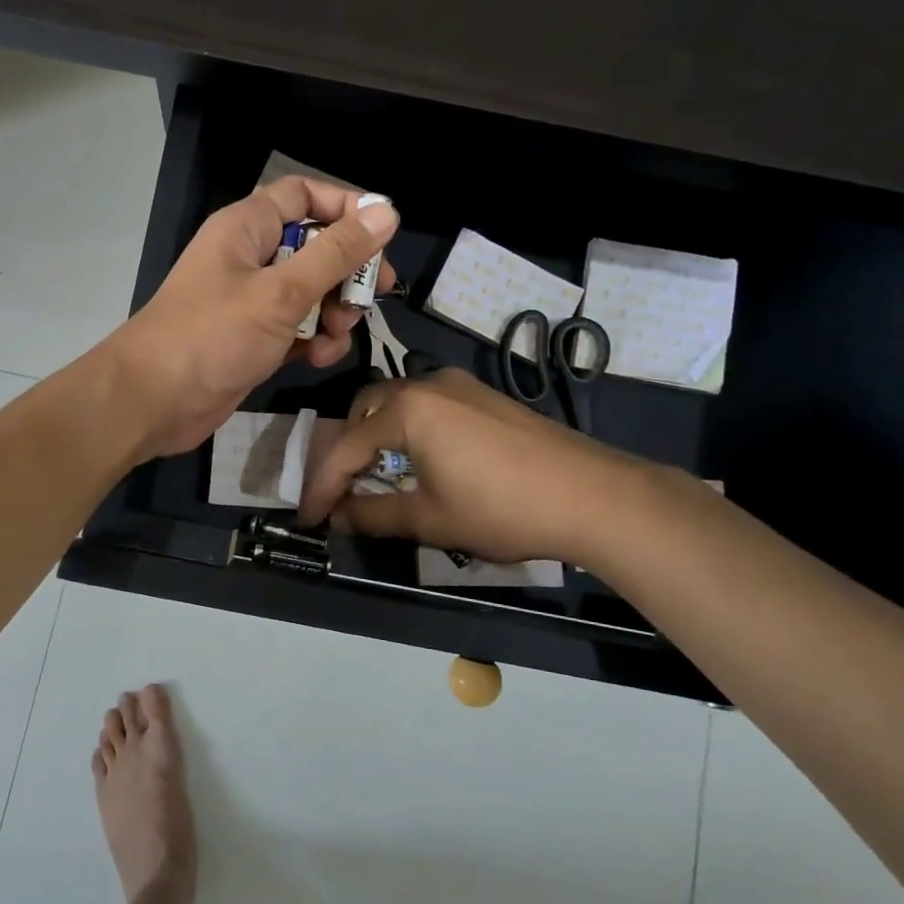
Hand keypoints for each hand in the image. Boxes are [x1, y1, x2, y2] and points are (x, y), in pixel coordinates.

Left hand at [102, 176, 399, 458]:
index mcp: (247, 228)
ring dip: (333, 313)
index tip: (382, 236)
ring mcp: (250, 301)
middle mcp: (249, 258)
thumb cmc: (213, 335)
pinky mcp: (253, 339)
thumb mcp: (281, 292)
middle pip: (315, 247)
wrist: (153, 401)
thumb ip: (336, 254)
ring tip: (336, 335)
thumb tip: (386, 212)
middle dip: (346, 273)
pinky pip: (297, 328)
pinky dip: (313, 340)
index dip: (345, 208)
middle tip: (372, 297)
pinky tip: (317, 358)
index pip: (304, 196)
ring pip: (311, 293)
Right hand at [298, 368, 650, 565]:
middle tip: (344, 489)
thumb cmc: (500, 508)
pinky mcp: (486, 398)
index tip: (310, 518)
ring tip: (380, 477)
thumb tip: (337, 517)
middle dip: (349, 449)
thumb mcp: (430, 519)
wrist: (593, 495)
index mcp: (408, 409)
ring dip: (380, 437)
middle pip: (368, 410)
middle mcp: (429, 385)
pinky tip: (424, 462)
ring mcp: (462, 386)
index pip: (347, 448)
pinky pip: (430, 406)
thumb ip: (374, 515)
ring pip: (400, 403)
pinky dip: (411, 431)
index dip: (323, 487)